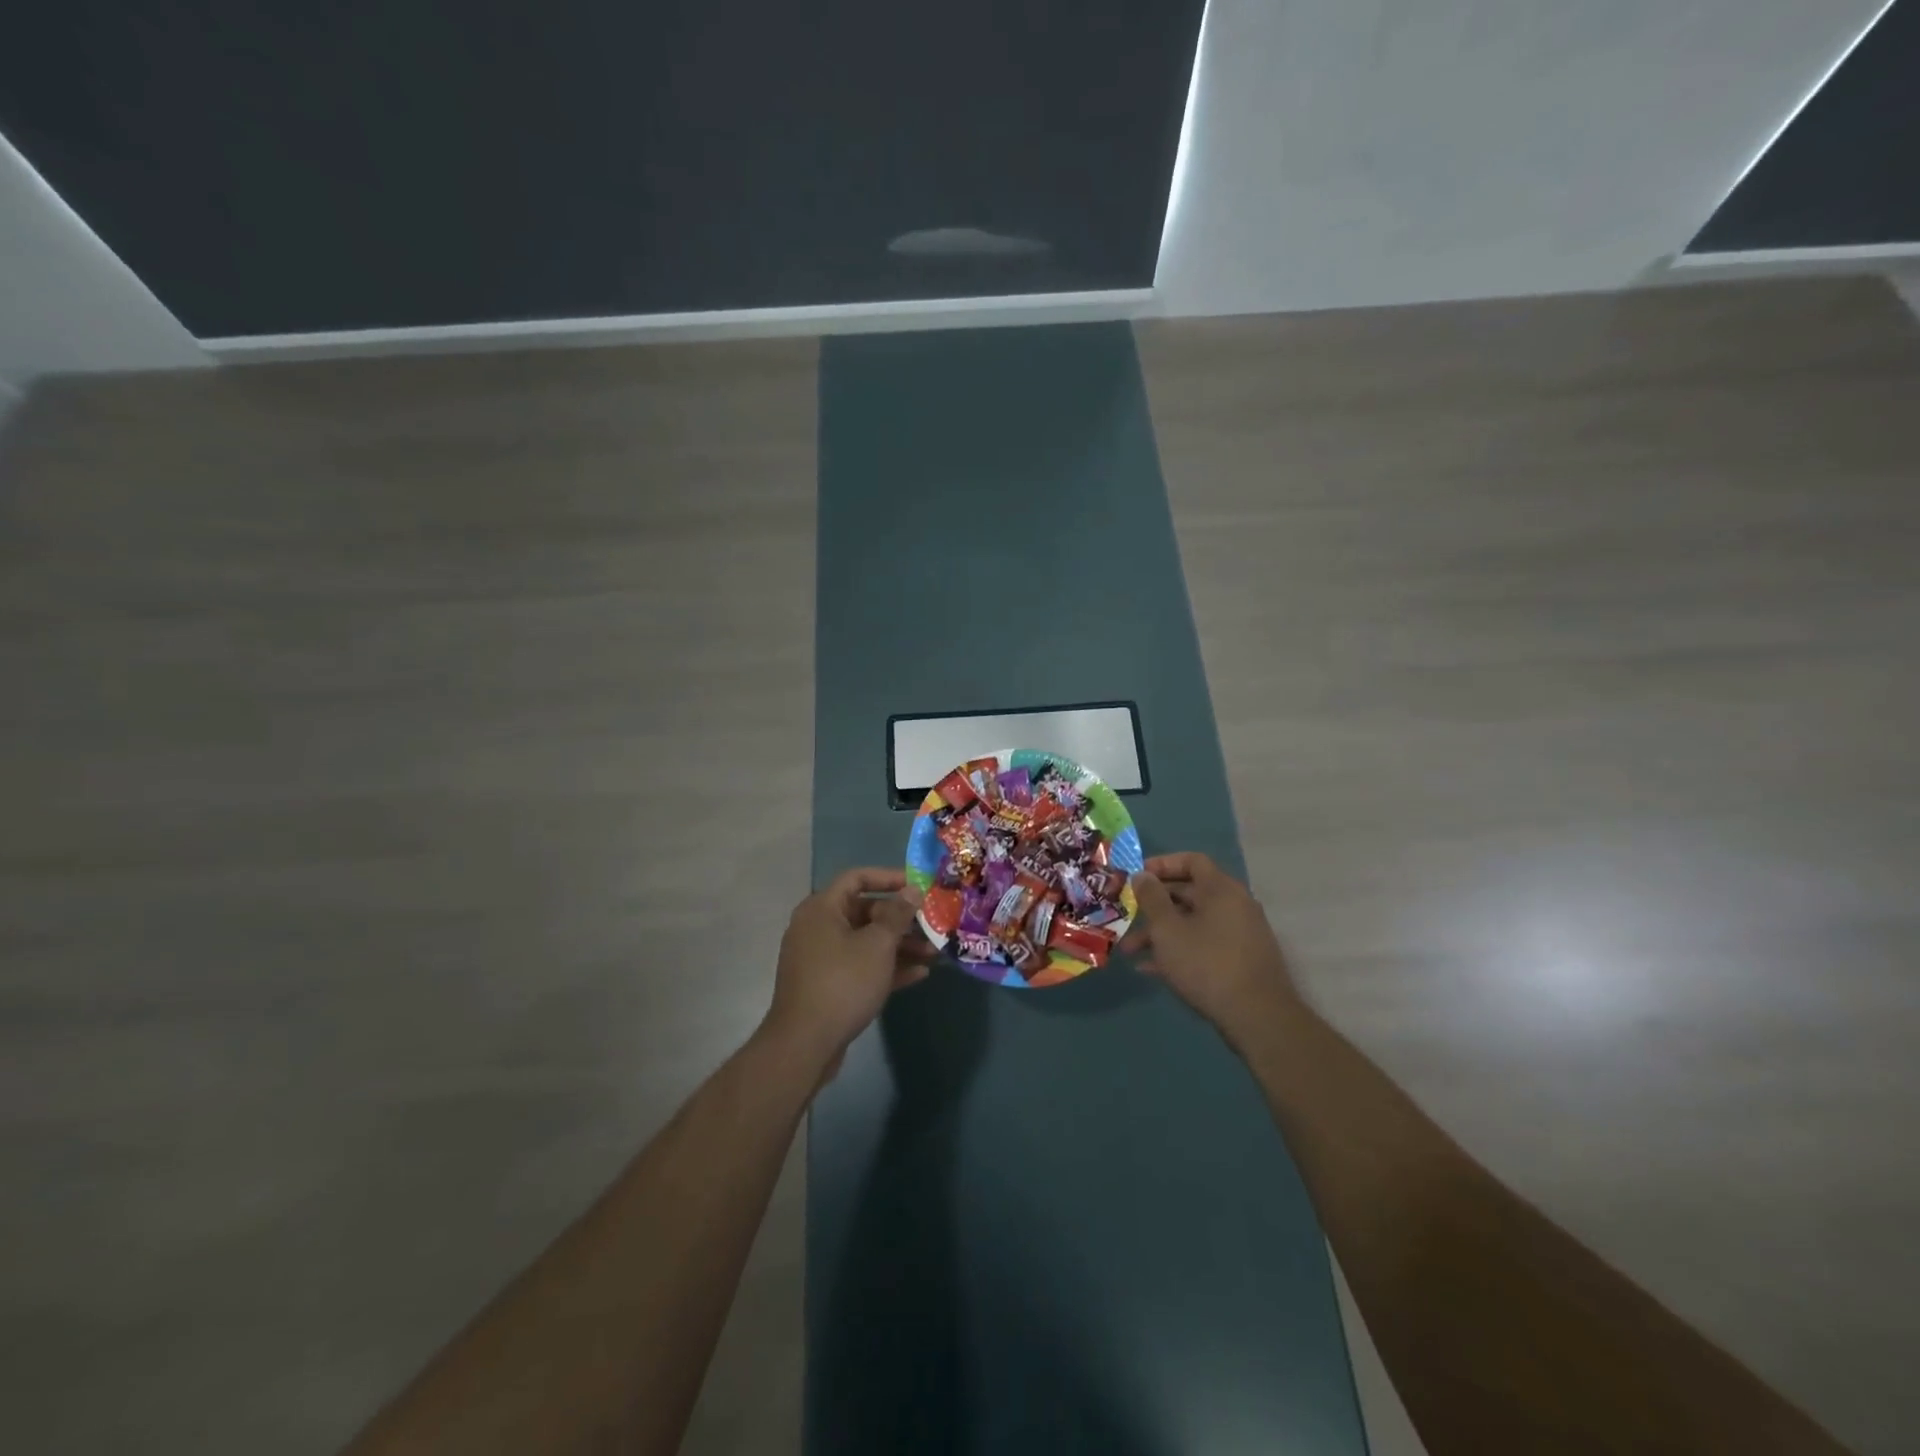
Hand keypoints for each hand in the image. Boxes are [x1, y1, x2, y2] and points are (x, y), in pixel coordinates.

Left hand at [761, 868, 932, 1077]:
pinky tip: (918, 975)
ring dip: (899, 945)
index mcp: (822, 909)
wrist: (805, 1044)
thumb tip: (912, 890)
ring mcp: (821, 958)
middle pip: (864, 911)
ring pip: (865, 941)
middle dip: (900, 919)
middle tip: (931, 924)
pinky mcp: (827, 984)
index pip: (857, 878)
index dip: (889, 877)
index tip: (918, 886)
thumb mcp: (877, 945)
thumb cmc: (843, 983)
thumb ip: (897, 914)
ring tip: (933, 953)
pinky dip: (886, 967)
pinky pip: (860, 966)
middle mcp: (817, 927)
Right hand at [1121, 852, 1302, 1049]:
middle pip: (1190, 893)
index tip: (1137, 876)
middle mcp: (1235, 905)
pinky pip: (1204, 944)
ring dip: (1161, 933)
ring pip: (1193, 923)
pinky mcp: (1241, 960)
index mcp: (1221, 889)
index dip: (1162, 864)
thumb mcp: (1168, 929)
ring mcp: (1240, 934)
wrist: (1258, 1018)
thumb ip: (1151, 898)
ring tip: (1131, 951)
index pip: (1192, 861)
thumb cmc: (1207, 964)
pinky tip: (1152, 970)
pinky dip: (1179, 950)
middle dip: (1154, 905)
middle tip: (1127, 915)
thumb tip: (1142, 875)